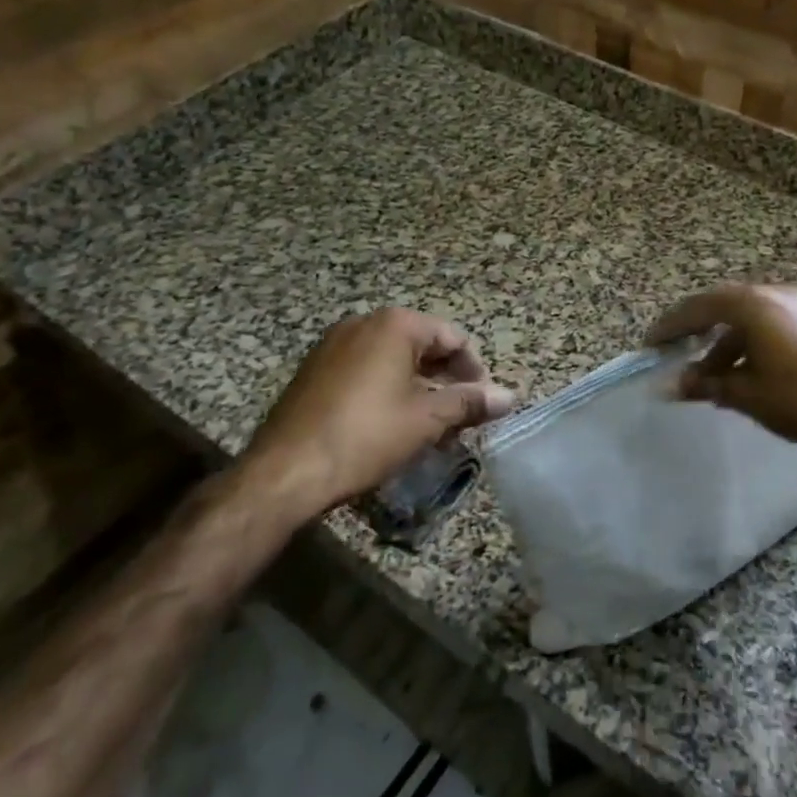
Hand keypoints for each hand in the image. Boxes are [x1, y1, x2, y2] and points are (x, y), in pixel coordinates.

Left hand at [239, 309, 514, 521]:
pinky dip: (387, 390)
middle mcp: (363, 324)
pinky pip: (364, 371)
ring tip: (431, 424)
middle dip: (446, 379)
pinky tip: (392, 425)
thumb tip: (509, 396)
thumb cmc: (366, 436)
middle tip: (461, 416)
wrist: (286, 471)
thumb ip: (470, 402)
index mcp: (394, 325)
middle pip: (422, 345)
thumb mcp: (427, 419)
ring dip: (418, 387)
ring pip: (392, 360)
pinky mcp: (314, 372)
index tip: (483, 403)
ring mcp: (333, 346)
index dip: (475, 370)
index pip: (452, 337)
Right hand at [647, 285, 796, 474]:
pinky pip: (763, 323)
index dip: (670, 326)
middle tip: (670, 349)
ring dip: (720, 342)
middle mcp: (772, 295)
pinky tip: (735, 372)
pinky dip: (743, 342)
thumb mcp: (744, 394)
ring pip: (743, 316)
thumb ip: (704, 384)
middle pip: (720, 305)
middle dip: (693, 328)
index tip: (650, 344)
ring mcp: (794, 306)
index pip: (699, 307)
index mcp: (753, 306)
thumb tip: (670, 386)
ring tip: (702, 375)